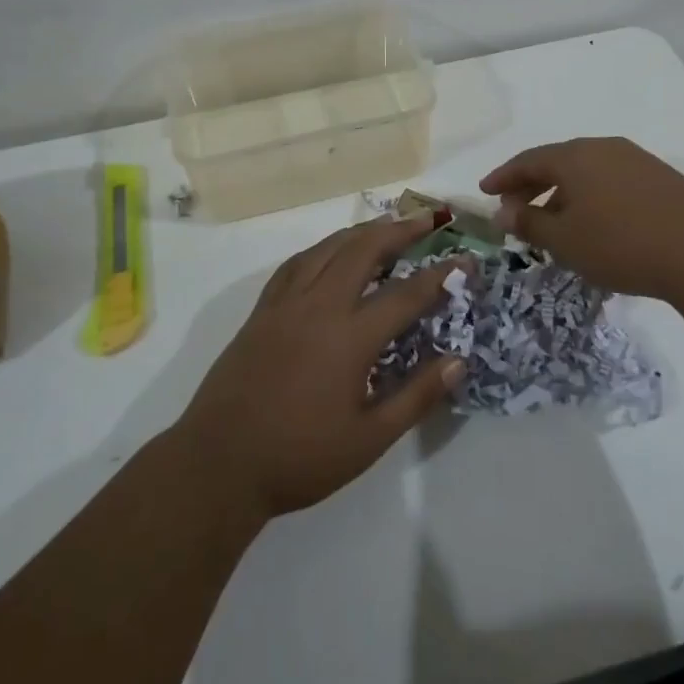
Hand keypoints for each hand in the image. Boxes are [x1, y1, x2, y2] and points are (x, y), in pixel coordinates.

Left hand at [173, 215, 466, 520]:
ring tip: (387, 227)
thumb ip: (416, 396)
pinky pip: (297, 263)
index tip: (465, 259)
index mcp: (350, 337)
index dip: (440, 275)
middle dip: (400, 229)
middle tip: (428, 219)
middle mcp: (319, 306)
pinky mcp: (262, 310)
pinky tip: (331, 253)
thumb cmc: (299, 457)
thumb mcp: (369, 439)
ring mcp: (285, 303)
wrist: (218, 463)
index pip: (406, 294)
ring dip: (362, 231)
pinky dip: (323, 249)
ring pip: (328, 248)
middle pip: (364, 249)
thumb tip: (458, 361)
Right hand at [479, 137, 683, 301]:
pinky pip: (611, 182)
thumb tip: (502, 211)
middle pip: (557, 162)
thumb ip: (529, 224)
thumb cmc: (622, 245)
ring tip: (553, 222)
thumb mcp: (565, 240)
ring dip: (562, 193)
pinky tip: (594, 225)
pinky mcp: (662, 180)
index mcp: (575, 156)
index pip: (527, 160)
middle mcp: (605, 149)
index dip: (502, 177)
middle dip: (531, 185)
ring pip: (586, 173)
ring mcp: (638, 161)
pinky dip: (591, 198)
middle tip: (513, 208)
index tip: (484, 192)